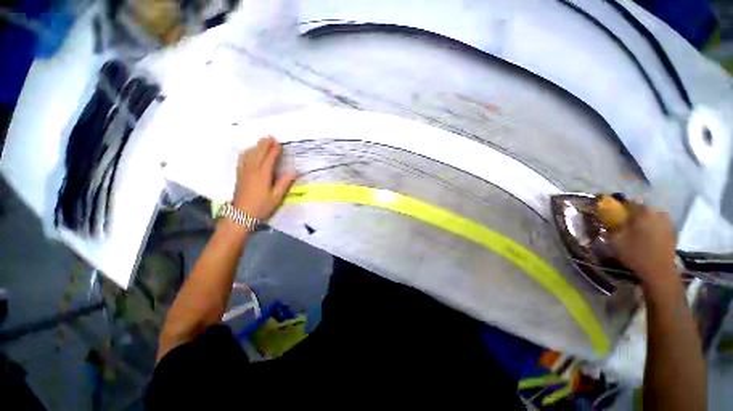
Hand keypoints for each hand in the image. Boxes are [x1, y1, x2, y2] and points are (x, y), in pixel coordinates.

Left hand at [232, 137, 296, 219]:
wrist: (241, 215)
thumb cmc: (261, 206)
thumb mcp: (276, 197)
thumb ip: (284, 183)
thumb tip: (294, 172)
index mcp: (263, 174)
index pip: (269, 158)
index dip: (274, 150)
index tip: (279, 144)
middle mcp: (252, 170)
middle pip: (258, 153)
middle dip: (264, 144)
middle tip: (270, 136)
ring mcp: (244, 172)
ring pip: (249, 155)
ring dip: (256, 147)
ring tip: (261, 141)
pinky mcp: (239, 175)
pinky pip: (242, 160)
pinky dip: (246, 153)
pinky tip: (248, 152)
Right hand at [608, 203, 677, 286]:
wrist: (659, 271)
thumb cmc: (635, 253)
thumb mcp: (615, 240)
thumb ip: (610, 226)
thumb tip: (607, 219)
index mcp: (643, 211)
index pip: (627, 202)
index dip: (618, 207)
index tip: (611, 214)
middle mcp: (657, 212)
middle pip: (641, 209)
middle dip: (632, 215)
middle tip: (623, 224)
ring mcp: (667, 222)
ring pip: (650, 217)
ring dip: (642, 221)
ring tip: (634, 232)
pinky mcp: (672, 232)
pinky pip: (658, 224)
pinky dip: (650, 228)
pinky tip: (645, 237)